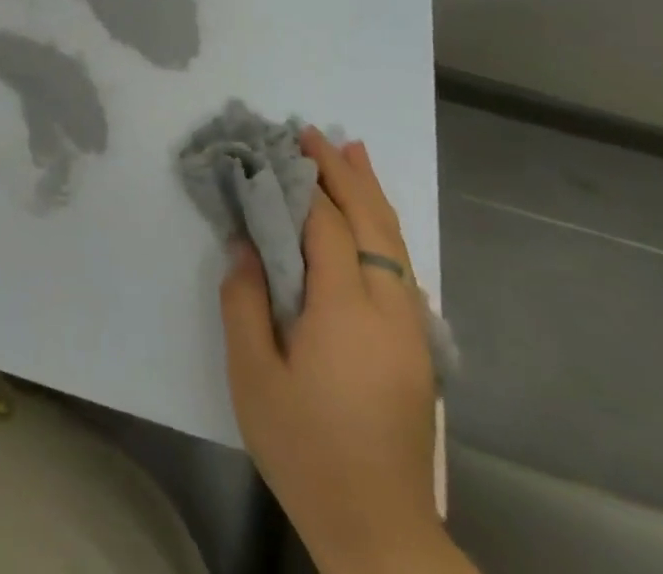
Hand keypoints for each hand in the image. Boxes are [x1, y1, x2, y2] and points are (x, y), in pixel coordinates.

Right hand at [221, 128, 447, 573]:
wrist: (379, 529)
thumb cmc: (304, 447)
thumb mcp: (252, 373)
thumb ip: (244, 299)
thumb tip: (245, 244)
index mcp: (346, 310)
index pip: (326, 226)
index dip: (301, 183)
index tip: (276, 146)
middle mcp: (389, 309)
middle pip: (372, 222)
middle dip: (343, 173)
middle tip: (314, 133)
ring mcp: (412, 330)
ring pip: (395, 242)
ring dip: (371, 194)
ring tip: (353, 152)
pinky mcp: (418, 349)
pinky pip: (402, 267)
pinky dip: (386, 229)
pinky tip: (374, 220)